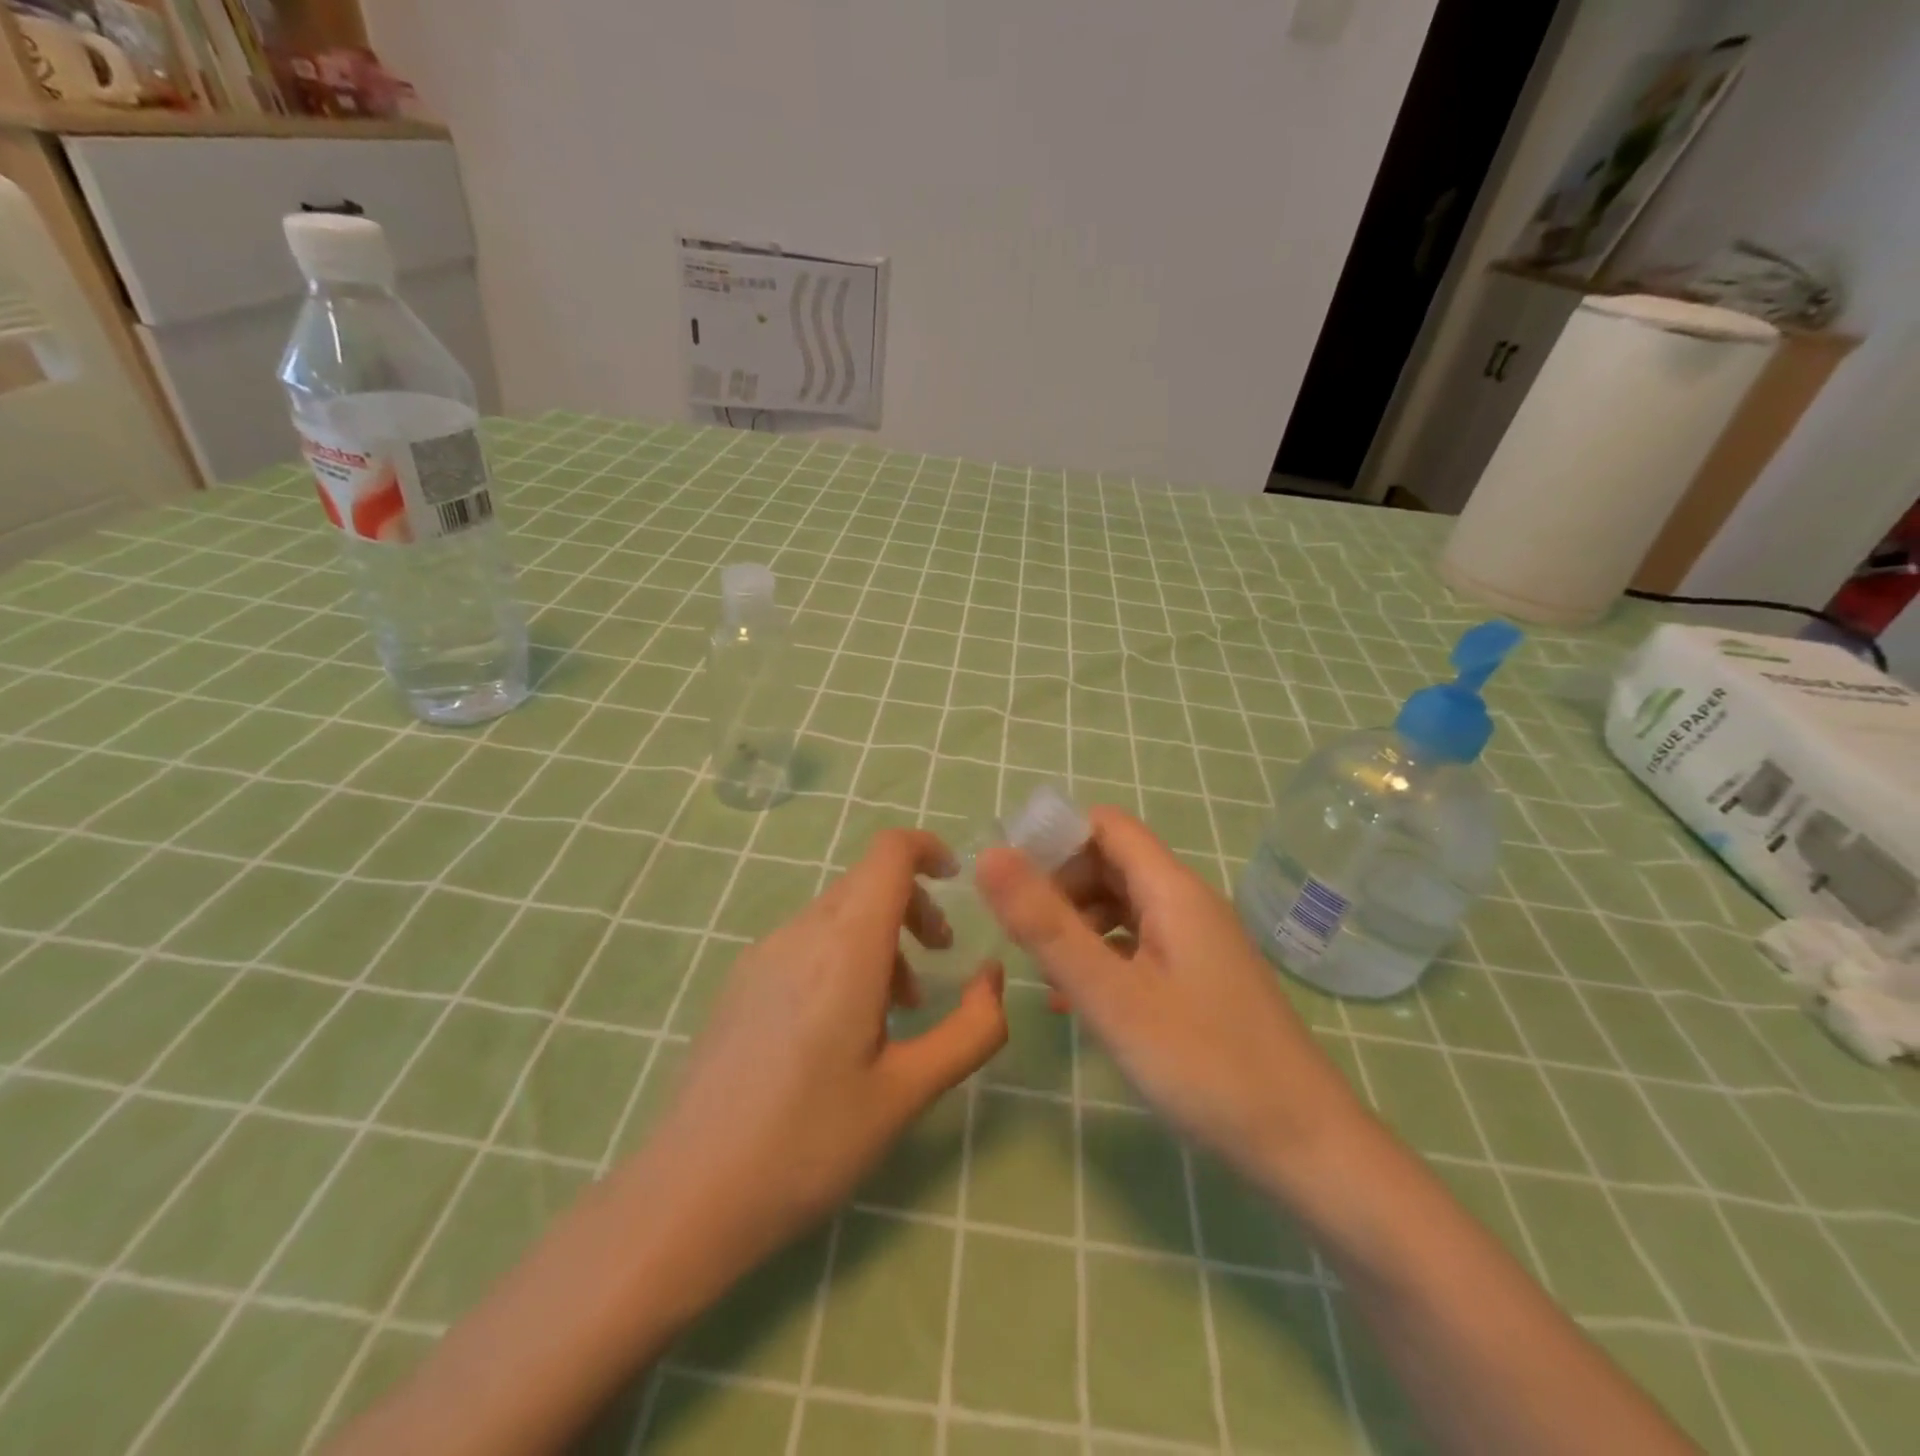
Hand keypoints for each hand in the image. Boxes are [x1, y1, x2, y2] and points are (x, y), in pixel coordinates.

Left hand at [633, 829, 1007, 1277]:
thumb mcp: (909, 1092)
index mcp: (845, 947)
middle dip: (913, 906)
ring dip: (880, 937)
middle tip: (940, 960)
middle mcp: (800, 933)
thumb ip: (971, 1028)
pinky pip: (806, 941)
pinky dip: (843, 955)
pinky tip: (841, 1027)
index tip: (956, 881)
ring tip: (896, 1008)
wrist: (688, 1195)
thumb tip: (993, 975)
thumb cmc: (809, 1144)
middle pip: (867, 881)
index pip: (889, 852)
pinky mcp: (740, 981)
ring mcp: (762, 954)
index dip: (928, 848)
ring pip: (837, 913)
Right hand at [976, 807, 1364, 1192]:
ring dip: (1077, 923)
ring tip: (1045, 973)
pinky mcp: (1201, 978)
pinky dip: (1103, 955)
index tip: (1011, 881)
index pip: (1105, 826)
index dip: (1055, 839)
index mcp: (1173, 890)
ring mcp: (1198, 941)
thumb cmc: (1204, 1065)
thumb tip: (991, 856)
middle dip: (1060, 886)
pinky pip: (1140, 943)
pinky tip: (1078, 1001)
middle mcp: (1188, 903)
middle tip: (1022, 934)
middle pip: (1112, 862)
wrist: (1306, 1146)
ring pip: (1124, 904)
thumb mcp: (1111, 996)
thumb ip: (1047, 926)